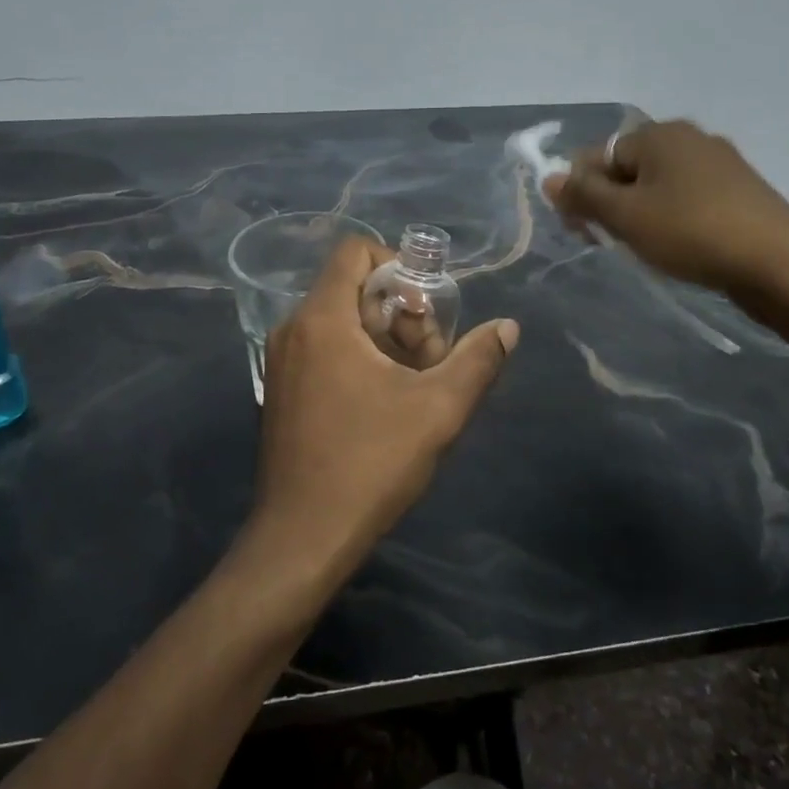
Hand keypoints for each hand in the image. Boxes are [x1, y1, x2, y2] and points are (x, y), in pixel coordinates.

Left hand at [254, 238, 518, 567]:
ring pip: (339, 321)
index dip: (398, 265)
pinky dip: (356, 356)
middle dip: (399, 311)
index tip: (427, 309)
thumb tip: (508, 328)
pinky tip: (383, 402)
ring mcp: (280, 361)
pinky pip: (322, 348)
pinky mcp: (280, 390)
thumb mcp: (438, 410)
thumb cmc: (370, 463)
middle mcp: (293, 329)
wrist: (302, 537)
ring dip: (383, 338)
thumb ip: (477, 361)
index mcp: (322, 319)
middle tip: (429, 357)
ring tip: (413, 383)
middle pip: (351, 287)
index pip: (355, 251)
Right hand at [546, 119, 788, 304]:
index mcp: (659, 134)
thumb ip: (583, 195)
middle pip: (627, 168)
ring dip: (638, 214)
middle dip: (609, 204)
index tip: (583, 231)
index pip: (598, 156)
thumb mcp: (625, 216)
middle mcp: (689, 138)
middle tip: (609, 242)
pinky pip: (686, 198)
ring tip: (643, 248)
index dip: (582, 193)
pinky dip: (671, 218)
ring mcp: (719, 163)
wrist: (780, 264)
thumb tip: (548, 177)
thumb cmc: (691, 232)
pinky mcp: (739, 191)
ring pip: (657, 185)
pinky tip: (677, 245)